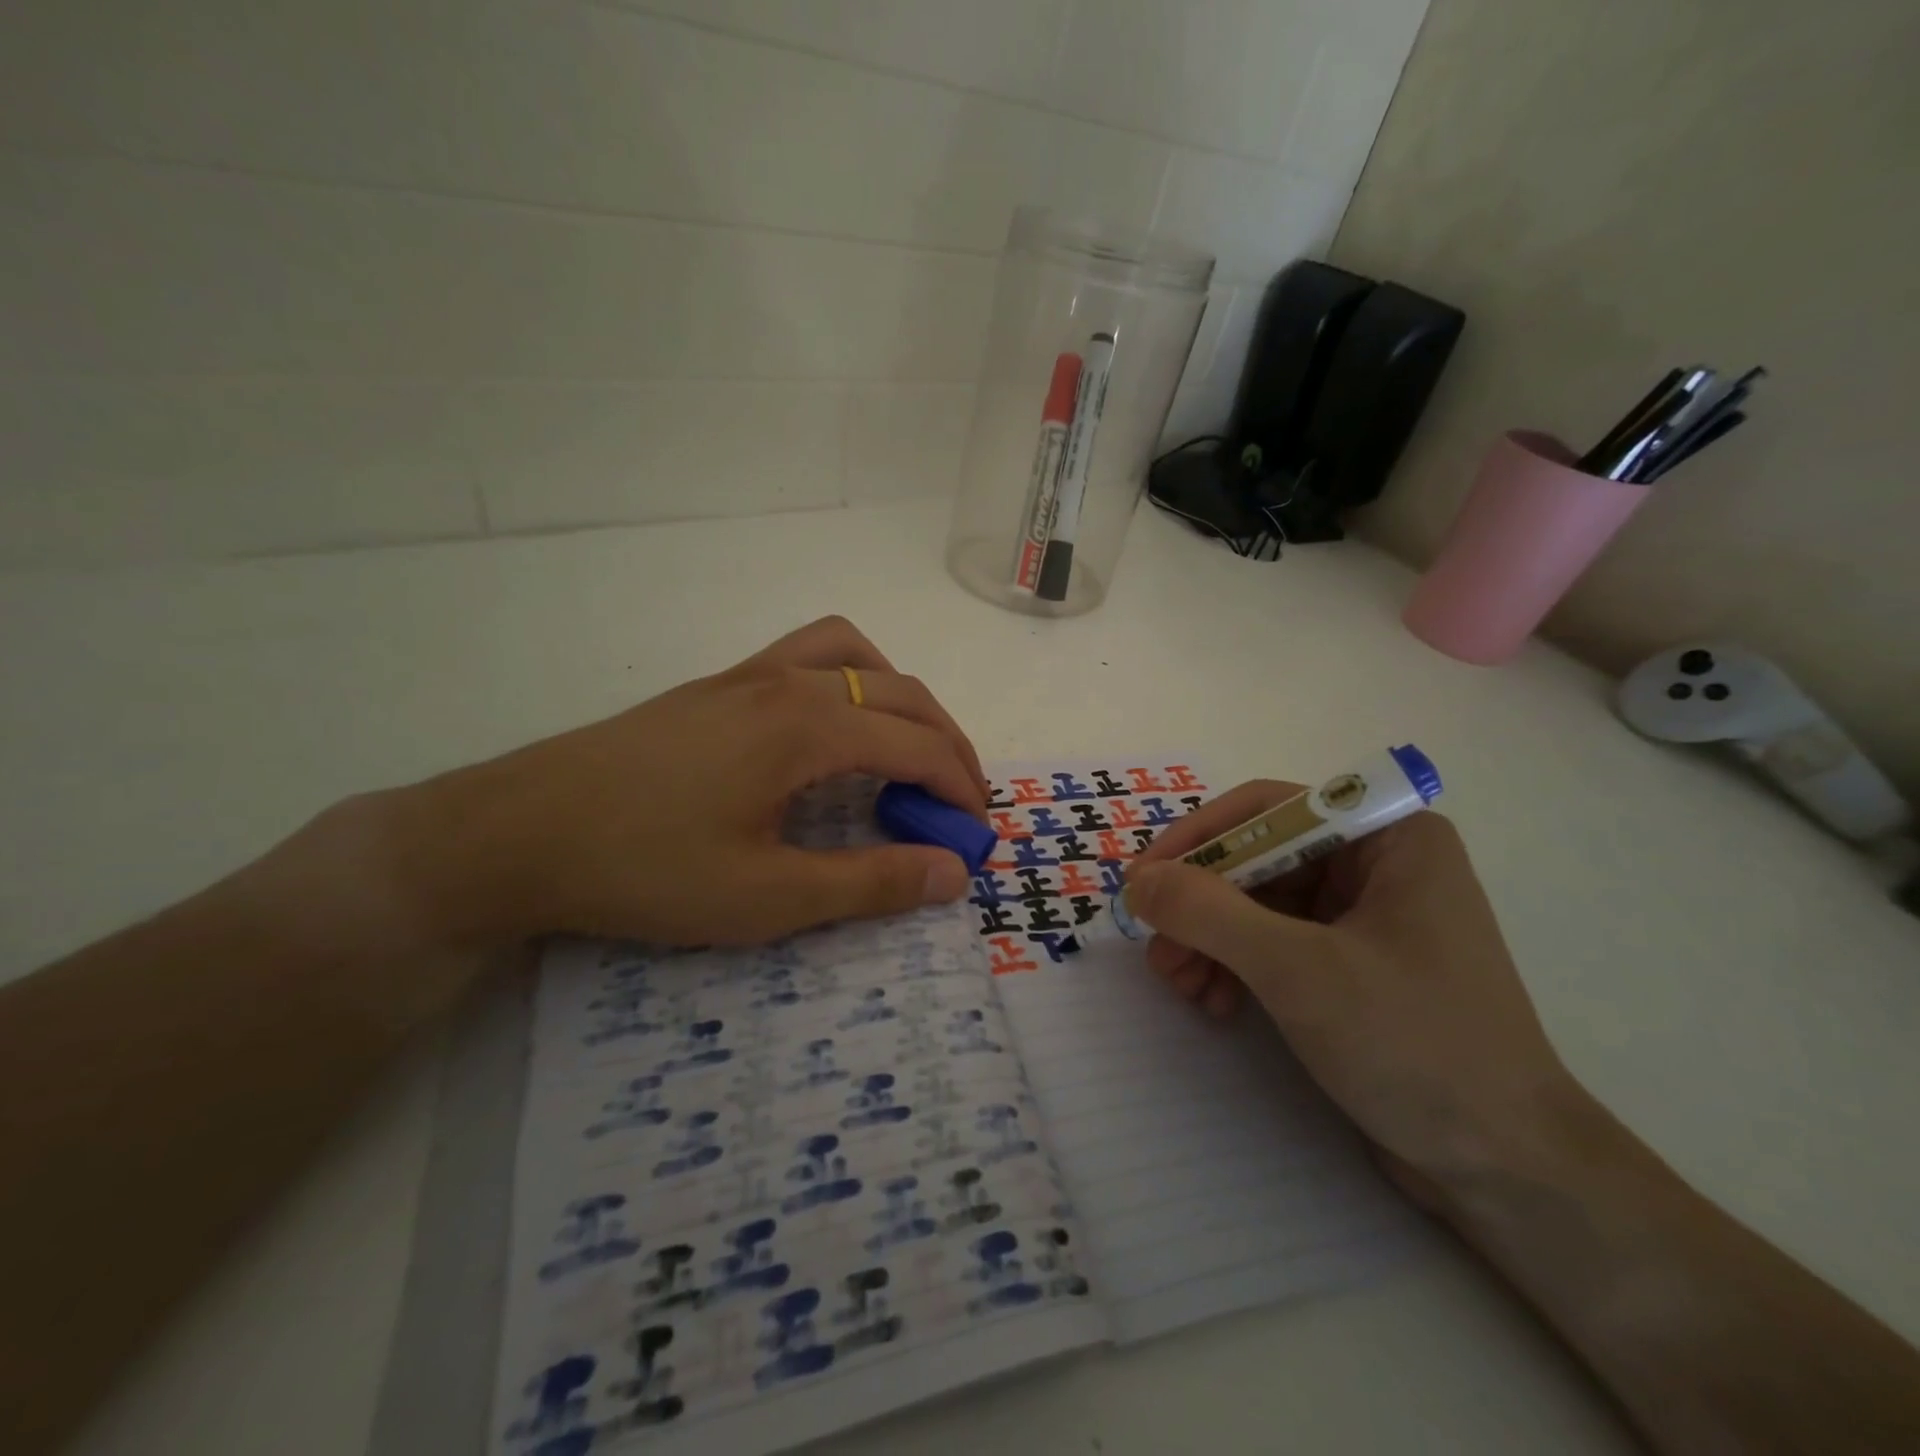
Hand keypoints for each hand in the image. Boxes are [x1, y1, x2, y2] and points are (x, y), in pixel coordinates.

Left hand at [386, 616, 987, 948]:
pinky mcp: (718, 685)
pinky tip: (831, 729)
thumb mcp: (767, 897)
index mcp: (808, 727)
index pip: (920, 744)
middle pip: (903, 694)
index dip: (961, 788)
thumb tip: (953, 873)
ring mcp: (749, 675)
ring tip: (904, 751)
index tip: (976, 835)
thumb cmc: (645, 869)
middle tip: (956, 803)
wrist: (516, 833)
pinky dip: (850, 679)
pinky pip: (809, 655)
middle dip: (948, 744)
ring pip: (857, 655)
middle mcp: (789, 682)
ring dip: (901, 697)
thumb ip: (870, 883)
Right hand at [1124, 783, 1577, 1190]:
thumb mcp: (1298, 970)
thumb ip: (1209, 913)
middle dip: (1200, 905)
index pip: (1267, 810)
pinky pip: (1274, 943)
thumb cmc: (1415, 1045)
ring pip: (1258, 904)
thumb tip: (1138, 881)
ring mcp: (1366, 917)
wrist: (1507, 1171)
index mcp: (1388, 838)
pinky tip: (1214, 1002)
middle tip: (1156, 947)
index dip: (1197, 839)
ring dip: (1210, 939)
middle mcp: (1377, 865)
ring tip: (1180, 984)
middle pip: (1257, 860)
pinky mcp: (1353, 965)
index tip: (1142, 880)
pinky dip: (1236, 965)